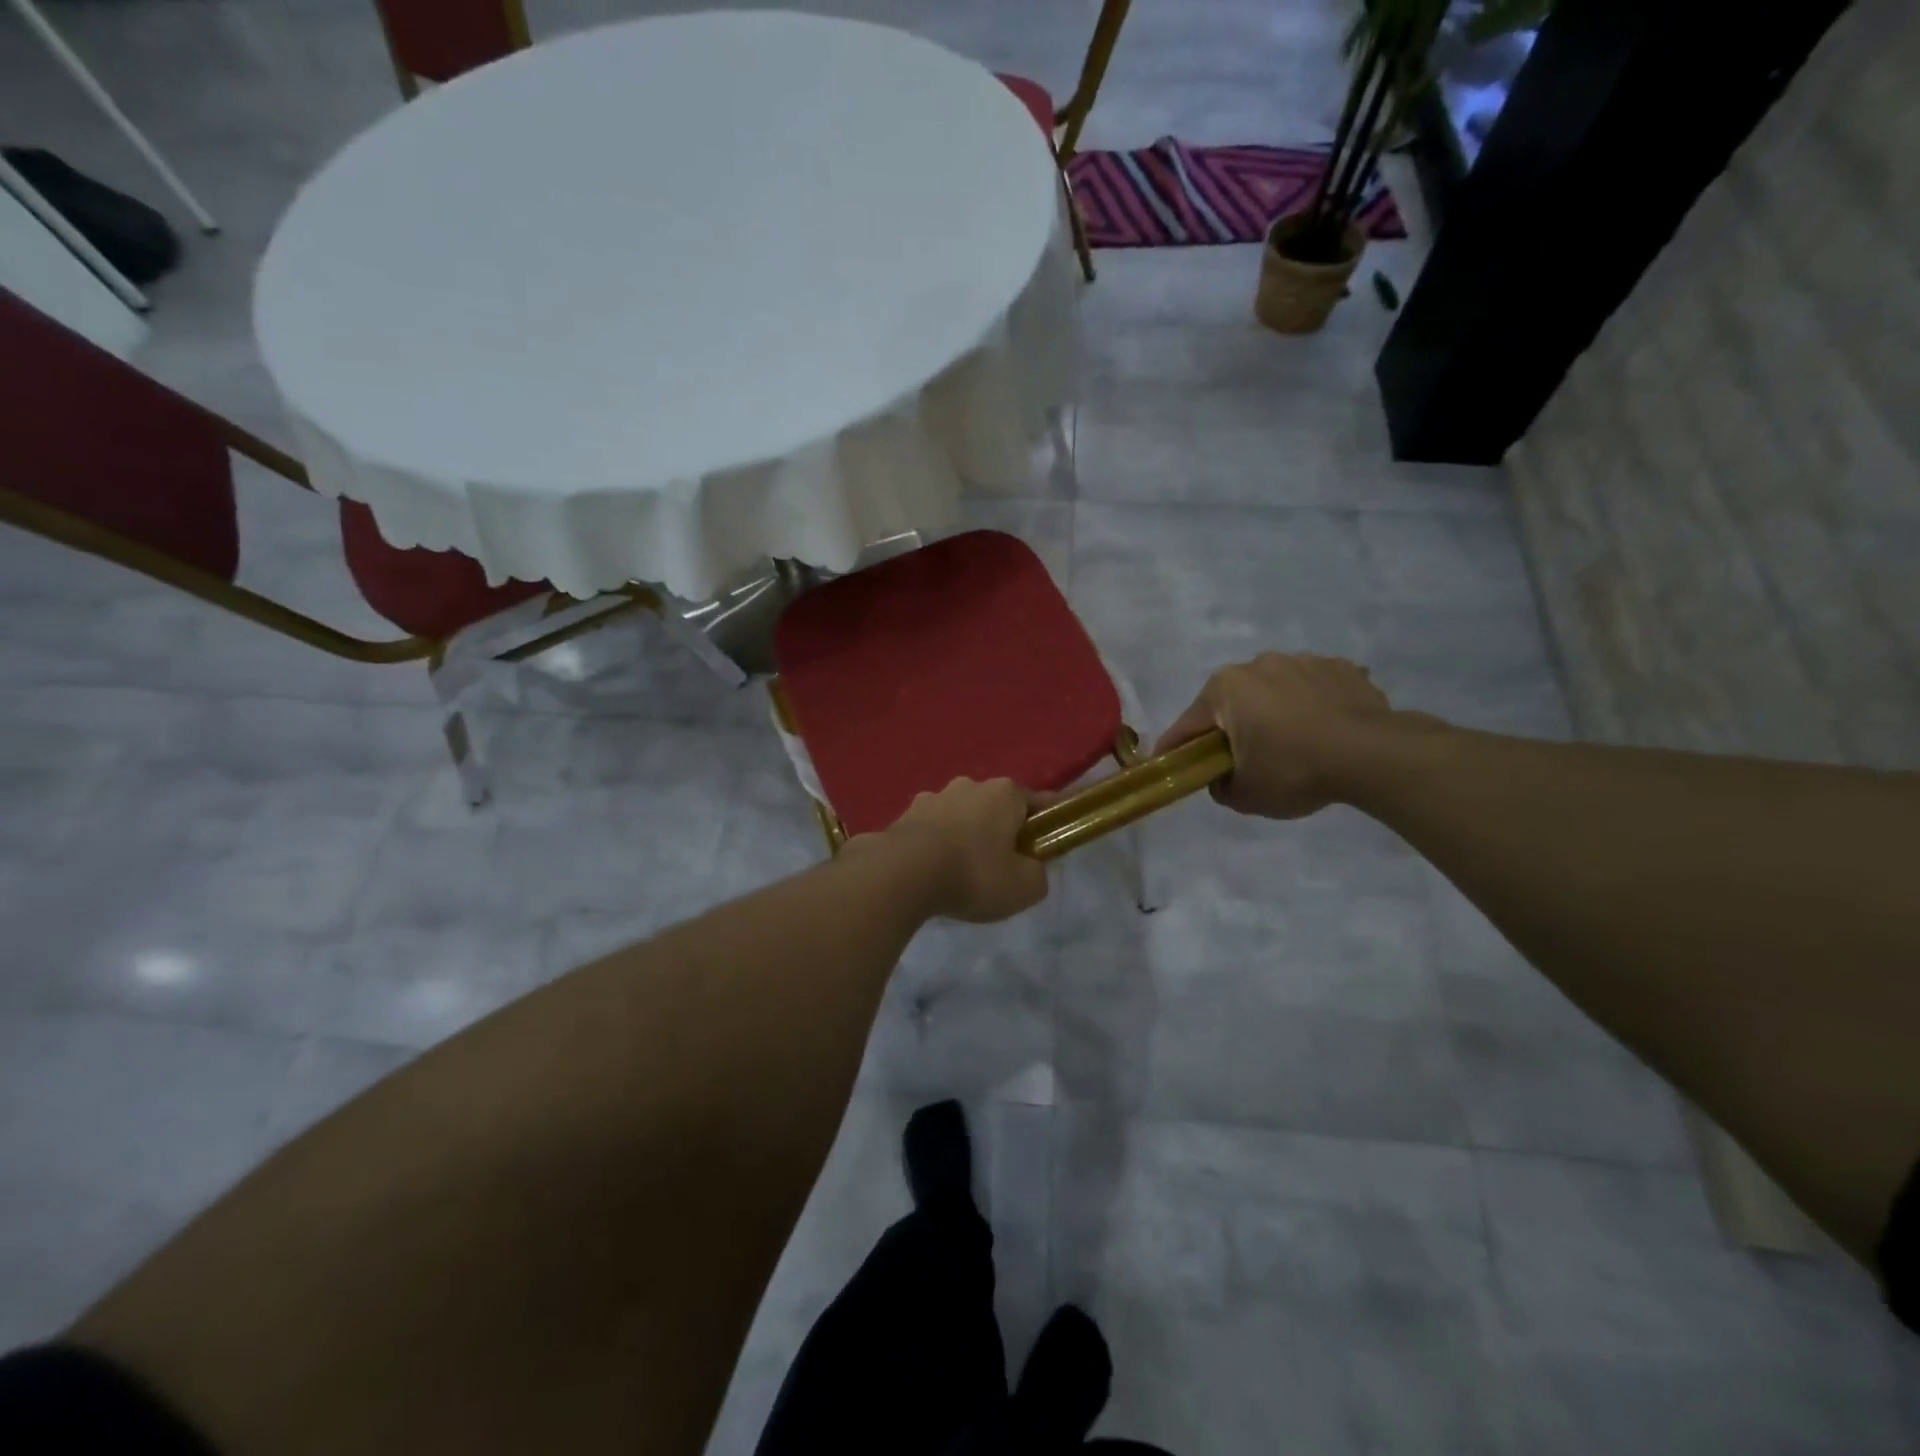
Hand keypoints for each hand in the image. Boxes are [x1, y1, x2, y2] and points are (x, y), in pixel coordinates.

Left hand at [872, 777, 1049, 922]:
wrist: (903, 874)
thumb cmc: (975, 874)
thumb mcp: (1024, 887)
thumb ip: (1038, 875)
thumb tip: (1032, 869)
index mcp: (1004, 793)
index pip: (1036, 802)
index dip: (1044, 824)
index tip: (1045, 844)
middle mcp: (969, 785)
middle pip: (994, 807)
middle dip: (999, 829)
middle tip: (1002, 864)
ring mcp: (932, 797)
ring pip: (959, 816)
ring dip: (964, 835)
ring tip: (961, 871)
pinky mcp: (904, 815)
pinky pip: (930, 830)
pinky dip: (935, 845)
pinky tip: (932, 871)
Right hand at [1154, 653, 1394, 819]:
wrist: (1373, 755)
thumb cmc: (1294, 770)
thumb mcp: (1244, 795)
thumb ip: (1220, 786)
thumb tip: (1222, 778)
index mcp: (1225, 689)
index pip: (1188, 725)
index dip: (1176, 750)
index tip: (1168, 766)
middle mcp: (1258, 664)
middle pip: (1232, 703)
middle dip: (1231, 728)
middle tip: (1242, 760)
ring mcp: (1303, 661)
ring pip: (1274, 692)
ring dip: (1273, 713)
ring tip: (1292, 745)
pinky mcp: (1341, 667)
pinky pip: (1313, 689)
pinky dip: (1311, 706)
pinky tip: (1323, 732)